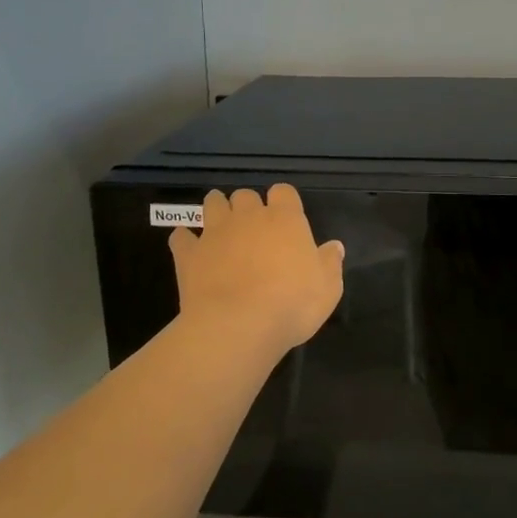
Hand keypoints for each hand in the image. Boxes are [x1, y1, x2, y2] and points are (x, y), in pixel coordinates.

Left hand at [168, 184, 344, 362]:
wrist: (237, 325)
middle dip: (248, 206)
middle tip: (253, 227)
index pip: (284, 191)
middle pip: (246, 195)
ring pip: (213, 204)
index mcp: (285, 219)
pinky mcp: (189, 254)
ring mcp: (215, 232)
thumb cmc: (292, 304)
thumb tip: (334, 246)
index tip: (286, 218)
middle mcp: (249, 217)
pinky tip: (190, 248)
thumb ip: (330, 263)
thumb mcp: (328, 288)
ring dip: (217, 209)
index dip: (284, 201)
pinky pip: (181, 236)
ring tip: (221, 226)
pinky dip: (185, 239)